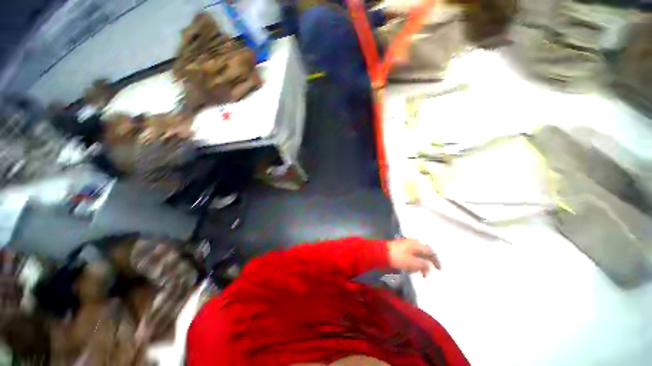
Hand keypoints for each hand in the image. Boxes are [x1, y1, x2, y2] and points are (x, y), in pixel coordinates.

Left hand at [387, 238, 440, 276]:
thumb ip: (423, 265)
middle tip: (425, 273)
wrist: (381, 253)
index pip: (430, 251)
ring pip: (416, 254)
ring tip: (413, 271)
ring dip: (417, 263)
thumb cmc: (398, 258)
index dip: (436, 260)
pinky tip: (407, 267)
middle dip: (425, 263)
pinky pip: (409, 255)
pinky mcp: (399, 247)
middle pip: (423, 252)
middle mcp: (412, 242)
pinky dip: (411, 262)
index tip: (439, 269)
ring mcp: (405, 244)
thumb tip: (428, 266)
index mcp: (417, 244)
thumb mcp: (413, 263)